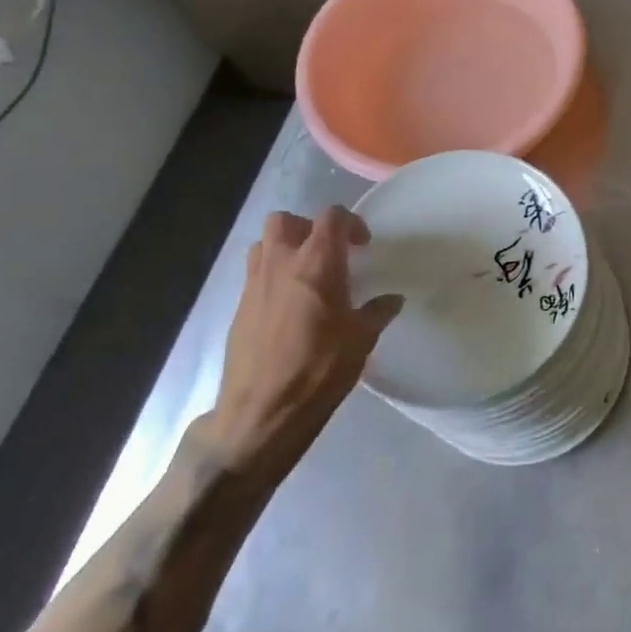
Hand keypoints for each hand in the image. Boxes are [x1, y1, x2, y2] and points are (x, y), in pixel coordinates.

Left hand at [207, 208, 401, 478]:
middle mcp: (281, 264)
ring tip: (305, 275)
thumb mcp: (362, 340)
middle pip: (286, 221)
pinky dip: (272, 278)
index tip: (362, 246)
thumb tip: (392, 300)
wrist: (261, 414)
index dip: (351, 223)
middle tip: (328, 252)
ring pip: (263, 245)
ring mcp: (254, 286)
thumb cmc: (319, 370)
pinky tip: (289, 308)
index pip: (331, 217)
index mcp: (317, 263)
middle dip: (308, 228)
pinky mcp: (238, 310)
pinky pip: (254, 276)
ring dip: (284, 249)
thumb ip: (377, 312)